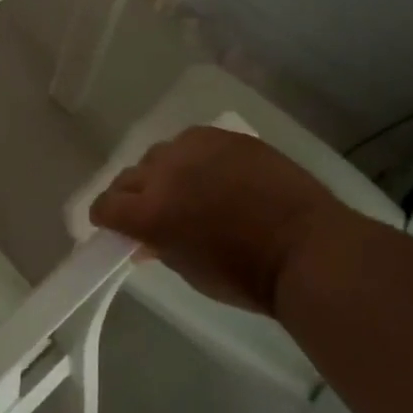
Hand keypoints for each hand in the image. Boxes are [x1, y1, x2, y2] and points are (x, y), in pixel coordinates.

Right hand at [90, 126, 343, 313]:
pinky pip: (194, 141)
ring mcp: (195, 148)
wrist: (307, 248)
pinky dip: (194, 157)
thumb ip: (159, 247)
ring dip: (163, 172)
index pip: (106, 205)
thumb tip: (145, 239)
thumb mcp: (190, 271)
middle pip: (128, 176)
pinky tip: (212, 173)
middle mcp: (164, 173)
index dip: (107, 218)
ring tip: (186, 188)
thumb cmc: (246, 276)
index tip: (117, 226)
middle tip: (152, 212)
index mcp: (150, 212)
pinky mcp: (225, 136)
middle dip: (133, 196)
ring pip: (160, 154)